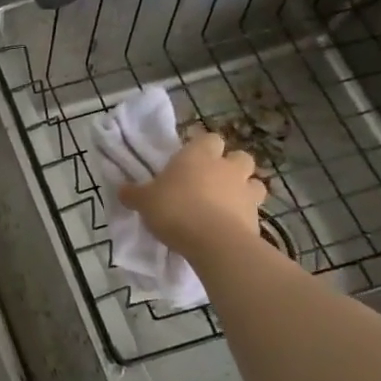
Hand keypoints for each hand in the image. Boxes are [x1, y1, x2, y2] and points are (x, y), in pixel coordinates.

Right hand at [117, 127, 267, 260]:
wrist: (214, 242)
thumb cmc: (175, 210)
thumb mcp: (144, 202)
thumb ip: (134, 194)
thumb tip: (123, 190)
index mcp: (198, 156)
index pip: (209, 139)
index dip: (202, 148)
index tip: (191, 161)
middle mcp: (226, 168)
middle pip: (239, 156)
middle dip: (230, 166)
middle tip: (212, 181)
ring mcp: (246, 192)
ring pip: (254, 183)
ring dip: (243, 190)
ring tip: (226, 204)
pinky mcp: (257, 218)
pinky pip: (254, 211)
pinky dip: (244, 216)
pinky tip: (229, 227)